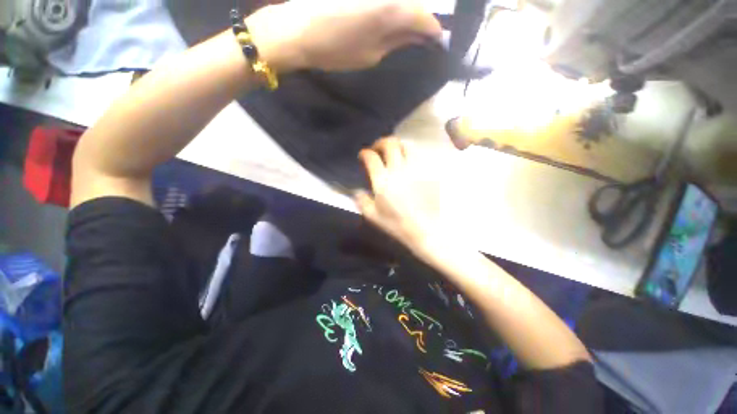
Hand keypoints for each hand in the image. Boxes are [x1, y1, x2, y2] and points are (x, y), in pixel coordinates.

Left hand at [246, 0, 441, 71]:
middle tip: (419, 40)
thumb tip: (417, 37)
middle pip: (413, 6)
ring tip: (403, 33)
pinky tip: (386, 21)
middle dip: (419, 23)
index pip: (425, 19)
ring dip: (405, 15)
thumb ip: (397, 42)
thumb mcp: (371, 55)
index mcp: (393, 10)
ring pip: (400, 1)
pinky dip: (390, 10)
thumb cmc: (336, 50)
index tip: (435, 43)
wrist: (298, 30)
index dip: (432, 32)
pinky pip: (384, 0)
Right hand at [354, 137, 450, 255]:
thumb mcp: (373, 216)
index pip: (371, 157)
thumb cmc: (397, 225)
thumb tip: (357, 191)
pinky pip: (418, 157)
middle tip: (377, 149)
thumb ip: (362, 201)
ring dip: (397, 146)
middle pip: (389, 144)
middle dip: (380, 143)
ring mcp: (415, 169)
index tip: (363, 156)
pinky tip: (408, 163)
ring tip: (394, 153)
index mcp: (383, 181)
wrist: (426, 230)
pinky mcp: (427, 173)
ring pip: (406, 146)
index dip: (365, 154)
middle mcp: (399, 170)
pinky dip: (410, 156)